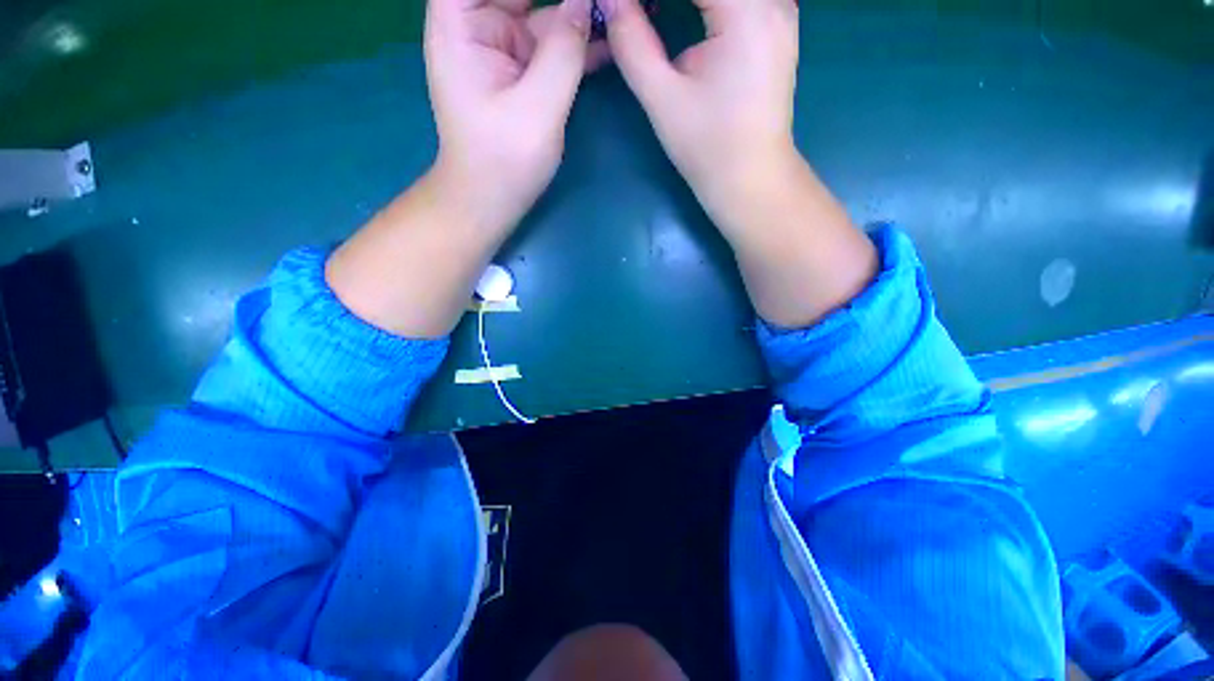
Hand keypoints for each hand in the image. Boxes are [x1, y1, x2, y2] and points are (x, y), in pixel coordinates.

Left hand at [425, 0, 607, 234]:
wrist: (491, 200)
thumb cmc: (503, 160)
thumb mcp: (537, 107)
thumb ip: (564, 51)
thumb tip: (587, 2)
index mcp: (460, 19)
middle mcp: (479, 23)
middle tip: (606, 3)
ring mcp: (504, 47)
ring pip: (545, 12)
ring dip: (580, 13)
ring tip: (616, 12)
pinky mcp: (523, 72)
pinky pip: (554, 44)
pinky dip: (579, 41)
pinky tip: (608, 39)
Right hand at [604, 0, 798, 238]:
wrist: (750, 178)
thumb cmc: (707, 147)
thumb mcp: (663, 98)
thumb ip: (632, 42)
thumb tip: (609, 1)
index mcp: (746, 11)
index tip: (622, 5)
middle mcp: (773, 1)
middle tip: (638, 12)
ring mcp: (781, 11)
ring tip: (655, 14)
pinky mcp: (779, 28)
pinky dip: (708, 2)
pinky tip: (687, 13)